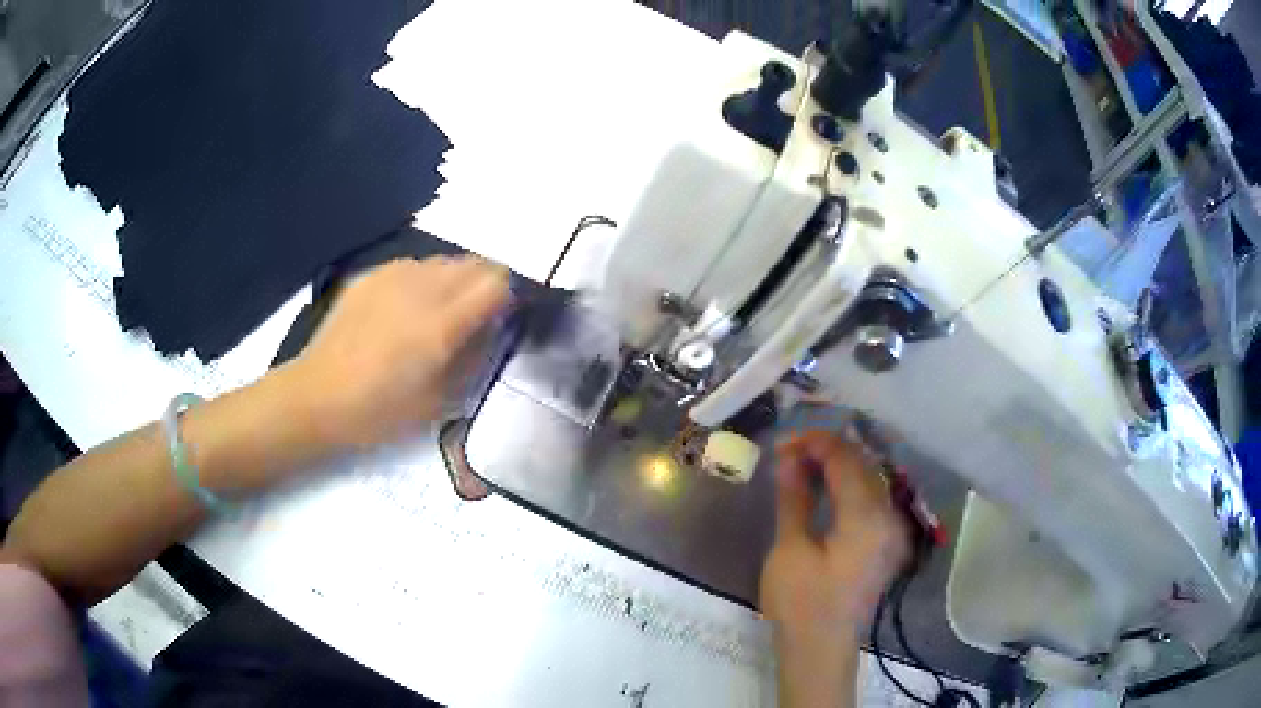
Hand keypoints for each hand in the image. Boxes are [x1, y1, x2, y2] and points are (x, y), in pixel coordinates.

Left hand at [286, 256, 509, 448]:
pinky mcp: (370, 275)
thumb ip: (473, 358)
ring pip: (443, 261)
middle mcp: (422, 287)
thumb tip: (490, 329)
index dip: (506, 296)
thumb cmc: (380, 411)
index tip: (500, 317)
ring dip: (453, 281)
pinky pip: (412, 265)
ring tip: (436, 313)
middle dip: (484, 284)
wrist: (318, 397)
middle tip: (473, 317)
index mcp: (442, 323)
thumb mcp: (440, 400)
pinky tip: (404, 309)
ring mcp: (392, 275)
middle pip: (474, 263)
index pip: (497, 282)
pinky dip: (422, 280)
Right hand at [760, 431, 908, 706]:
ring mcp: (892, 529)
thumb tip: (788, 456)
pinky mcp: (886, 541)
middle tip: (788, 451)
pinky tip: (825, 486)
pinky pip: (871, 498)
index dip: (814, 443)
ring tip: (802, 463)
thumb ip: (795, 497)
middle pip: (862, 465)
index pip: (845, 460)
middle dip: (826, 450)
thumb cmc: (800, 604)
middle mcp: (888, 516)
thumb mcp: (790, 549)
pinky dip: (848, 485)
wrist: (821, 649)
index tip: (782, 442)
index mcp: (866, 518)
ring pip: (869, 479)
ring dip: (838, 465)